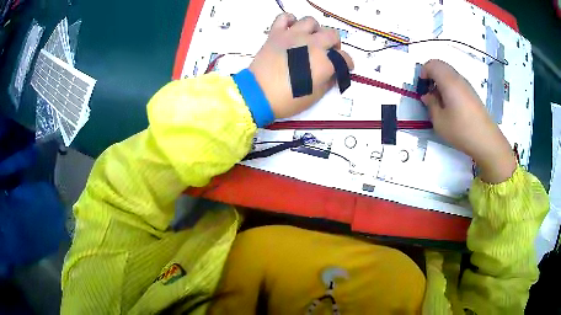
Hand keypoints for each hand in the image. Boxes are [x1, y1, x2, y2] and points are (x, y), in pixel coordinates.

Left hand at [249, 14, 353, 118]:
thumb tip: (333, 72)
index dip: (347, 63)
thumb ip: (329, 81)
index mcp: (324, 61)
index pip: (345, 58)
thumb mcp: (315, 96)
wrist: (258, 94)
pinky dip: (289, 20)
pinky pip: (284, 17)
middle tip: (328, 52)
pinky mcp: (276, 33)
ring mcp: (293, 35)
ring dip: (315, 30)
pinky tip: (291, 29)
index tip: (345, 67)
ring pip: (311, 21)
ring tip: (310, 39)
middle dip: (335, 44)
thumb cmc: (288, 99)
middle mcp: (312, 44)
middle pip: (332, 35)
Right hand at [420, 60, 516, 182]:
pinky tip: (451, 105)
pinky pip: (457, 82)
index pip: (432, 64)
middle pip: (441, 65)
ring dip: (441, 81)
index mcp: (448, 81)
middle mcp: (458, 79)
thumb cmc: (461, 130)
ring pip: (449, 73)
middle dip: (431, 74)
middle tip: (428, 92)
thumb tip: (427, 96)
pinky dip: (449, 87)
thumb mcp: (440, 121)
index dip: (423, 72)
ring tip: (439, 100)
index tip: (422, 87)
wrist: (486, 140)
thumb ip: (431, 105)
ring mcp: (467, 85)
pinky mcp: (472, 94)